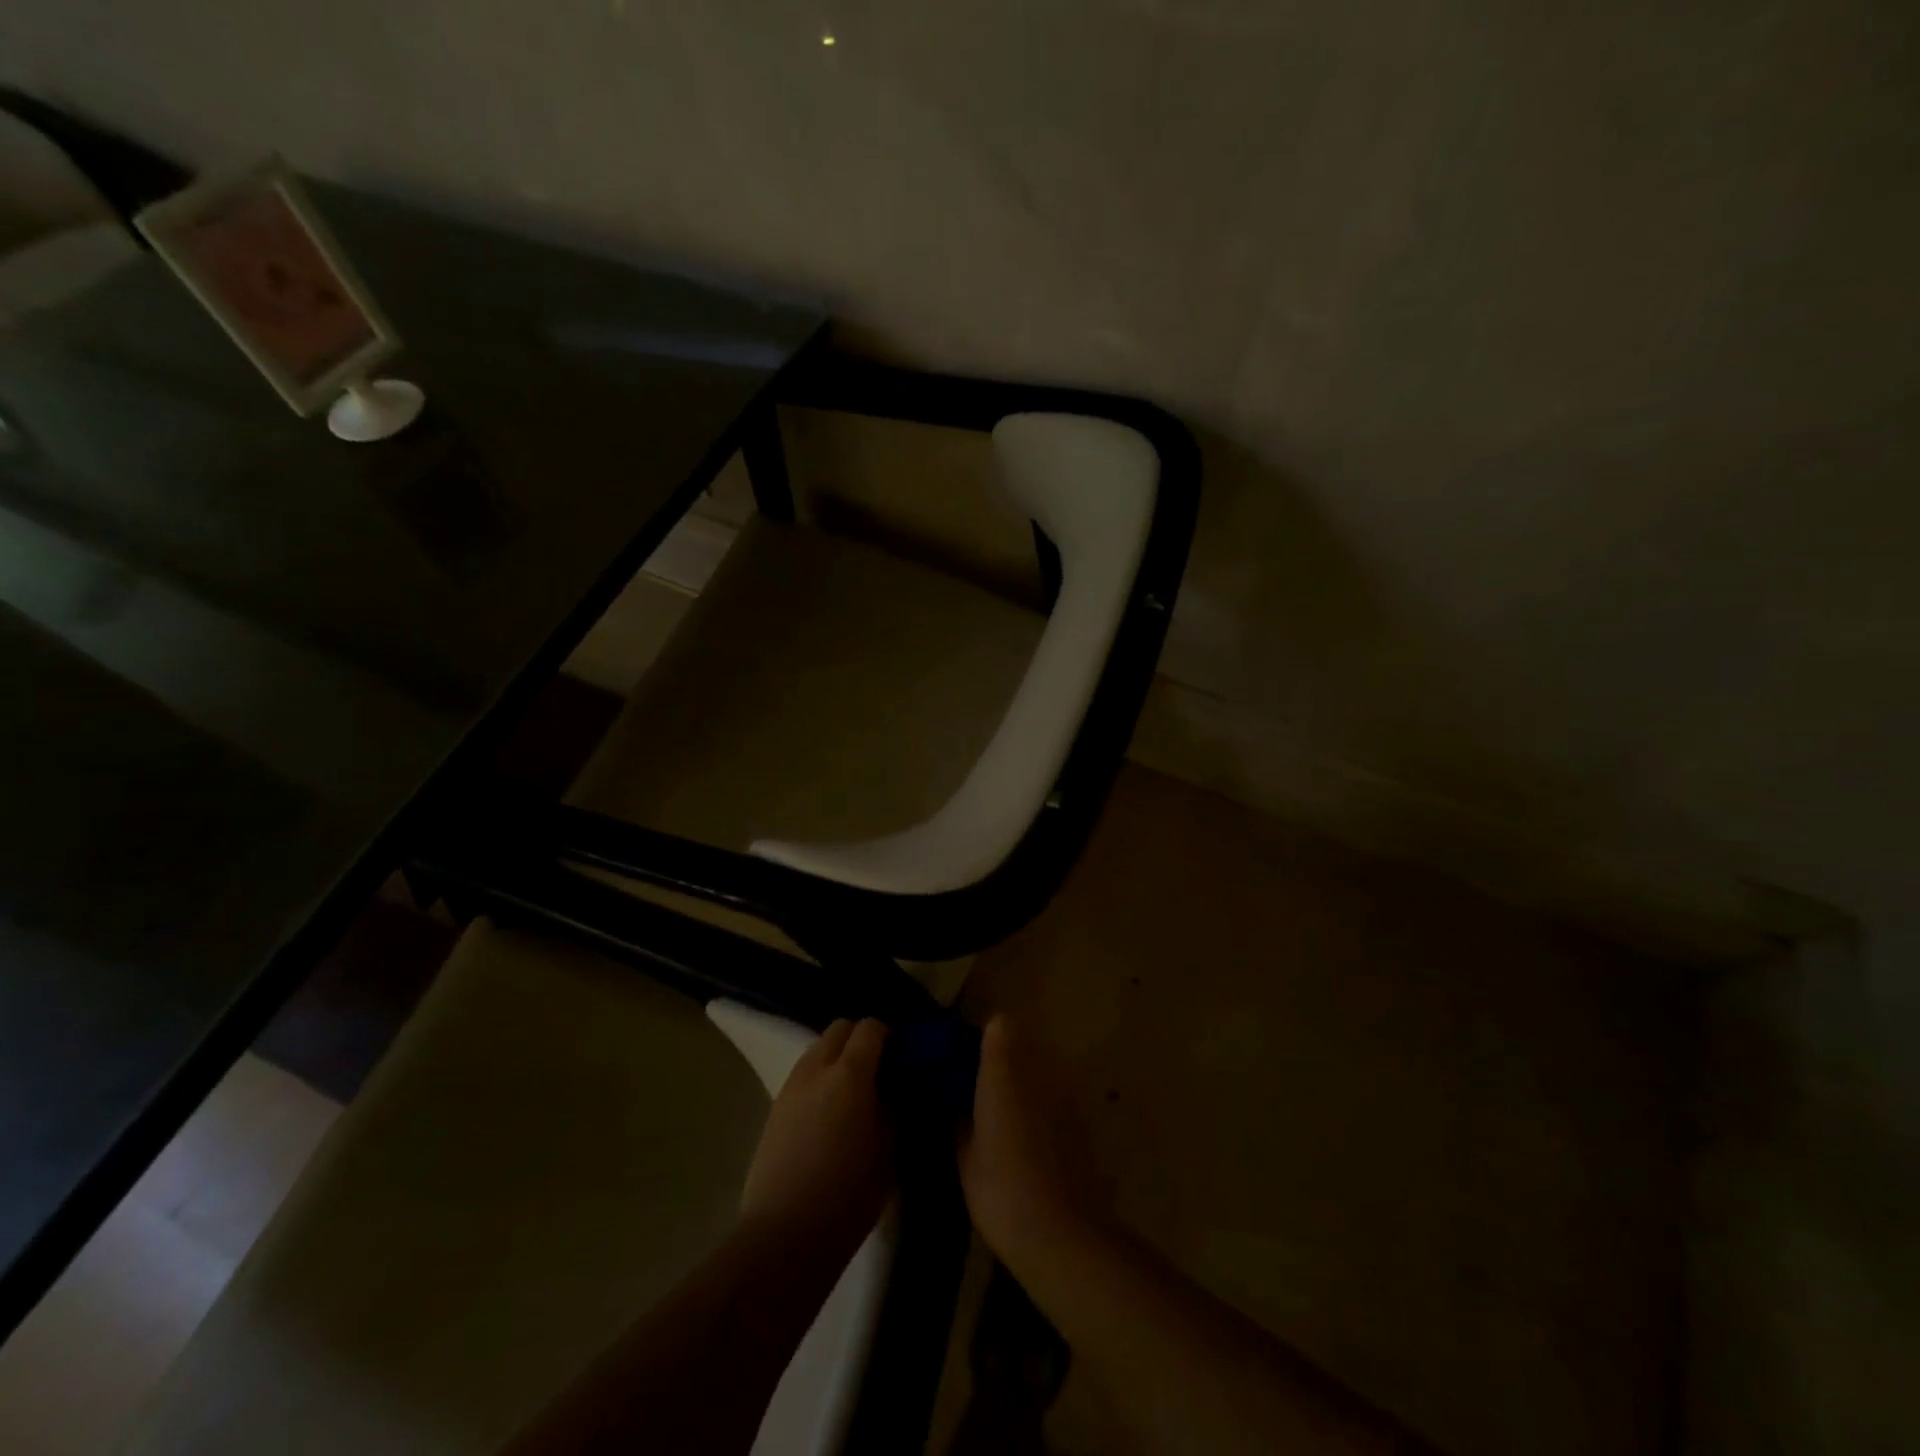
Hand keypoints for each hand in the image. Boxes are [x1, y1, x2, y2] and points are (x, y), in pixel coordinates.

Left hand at [739, 1018, 892, 1255]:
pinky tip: (829, 1112)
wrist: (784, 1236)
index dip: (889, 1035)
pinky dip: (819, 1077)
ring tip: (852, 1091)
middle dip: (860, 1039)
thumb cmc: (848, 1196)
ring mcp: (791, 1086)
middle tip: (879, 1069)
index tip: (901, 1056)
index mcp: (850, 1074)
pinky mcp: (774, 1107)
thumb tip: (897, 1090)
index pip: (870, 1028)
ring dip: (837, 1056)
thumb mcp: (888, 1151)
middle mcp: (817, 1068)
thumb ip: (894, 1108)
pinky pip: (803, 1074)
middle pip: (839, 1028)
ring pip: (817, 1049)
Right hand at [958, 1016, 1108, 1272]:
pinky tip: (1023, 1134)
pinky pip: (1052, 1090)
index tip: (957, 1058)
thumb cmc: (1002, 1190)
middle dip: (997, 1054)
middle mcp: (1038, 1068)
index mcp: (1004, 1070)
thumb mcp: (965, 1154)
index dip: (977, 1036)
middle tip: (973, 1085)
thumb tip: (948, 1096)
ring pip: (1037, 1064)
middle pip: (1019, 1039)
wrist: (1064, 1235)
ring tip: (997, 1110)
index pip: (997, 1024)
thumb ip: (956, 1114)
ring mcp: (1064, 1090)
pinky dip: (1037, 1099)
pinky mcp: (1080, 1115)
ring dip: (1018, 1075)